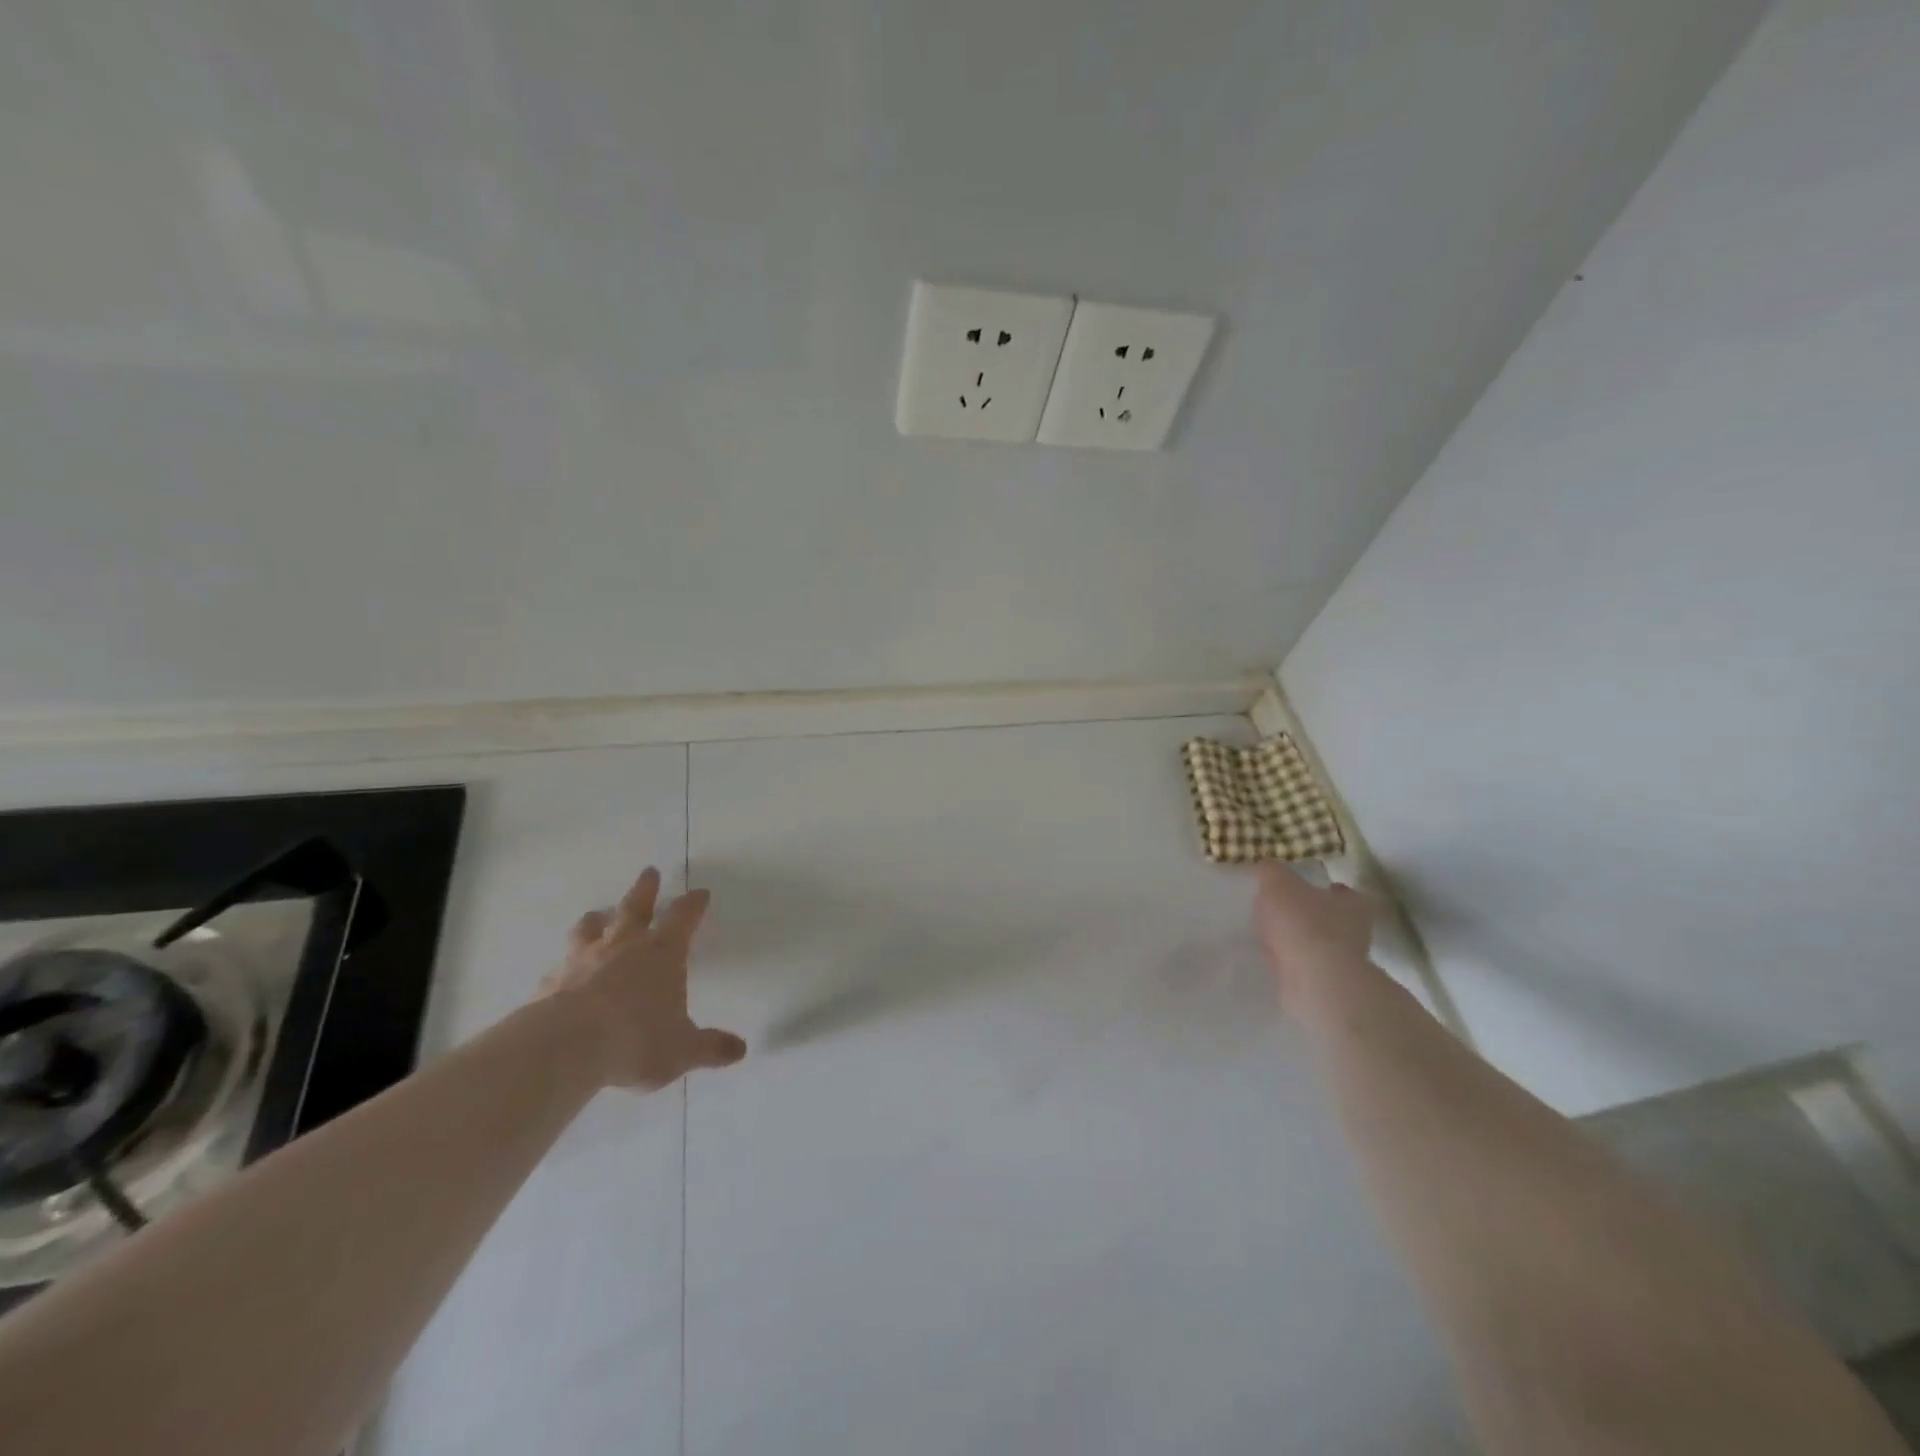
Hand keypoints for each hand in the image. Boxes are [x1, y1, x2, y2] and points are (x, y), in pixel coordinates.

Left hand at [541, 867, 746, 1090]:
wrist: (565, 1049)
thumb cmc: (636, 1040)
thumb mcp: (682, 1049)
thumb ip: (710, 1047)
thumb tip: (741, 1050)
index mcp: (662, 953)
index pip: (683, 918)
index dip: (693, 904)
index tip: (700, 892)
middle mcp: (623, 946)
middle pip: (636, 907)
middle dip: (645, 889)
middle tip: (649, 871)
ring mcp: (583, 961)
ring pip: (591, 928)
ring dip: (598, 919)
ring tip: (599, 914)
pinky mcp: (550, 983)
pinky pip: (559, 966)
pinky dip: (565, 964)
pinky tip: (561, 971)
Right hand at [1253, 862, 1374, 1008]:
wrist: (1315, 981)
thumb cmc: (1303, 923)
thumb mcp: (1278, 883)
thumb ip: (1271, 871)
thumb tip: (1267, 867)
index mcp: (1352, 904)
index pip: (1342, 891)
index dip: (1324, 887)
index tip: (1304, 886)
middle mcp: (1354, 932)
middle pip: (1329, 917)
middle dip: (1307, 913)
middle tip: (1279, 908)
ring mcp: (1341, 962)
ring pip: (1314, 942)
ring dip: (1295, 938)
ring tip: (1268, 931)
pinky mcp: (1324, 984)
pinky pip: (1301, 964)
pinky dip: (1287, 959)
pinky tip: (1269, 954)